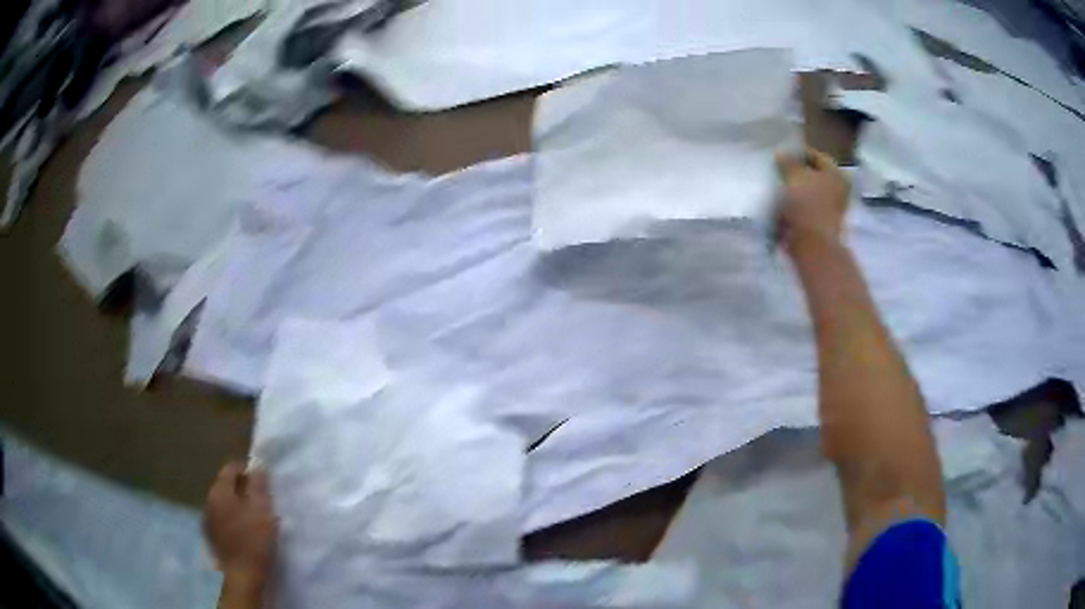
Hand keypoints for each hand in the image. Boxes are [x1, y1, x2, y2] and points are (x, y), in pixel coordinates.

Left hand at [203, 462, 277, 585]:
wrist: (243, 575)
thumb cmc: (254, 540)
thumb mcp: (262, 510)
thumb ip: (258, 485)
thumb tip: (257, 467)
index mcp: (220, 491)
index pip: (230, 468)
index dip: (247, 471)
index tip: (261, 483)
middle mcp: (209, 500)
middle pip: (225, 485)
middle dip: (241, 488)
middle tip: (260, 501)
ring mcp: (208, 519)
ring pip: (223, 502)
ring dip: (236, 504)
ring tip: (253, 517)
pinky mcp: (211, 535)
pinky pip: (221, 518)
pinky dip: (231, 518)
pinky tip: (243, 531)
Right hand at [775, 148, 850, 251]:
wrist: (811, 246)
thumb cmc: (807, 205)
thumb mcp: (794, 175)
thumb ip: (788, 161)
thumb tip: (782, 154)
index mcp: (836, 174)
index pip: (816, 155)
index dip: (798, 153)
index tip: (781, 154)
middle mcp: (838, 190)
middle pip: (813, 175)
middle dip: (795, 173)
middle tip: (777, 169)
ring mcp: (830, 210)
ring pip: (807, 193)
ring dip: (793, 191)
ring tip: (774, 187)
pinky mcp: (820, 226)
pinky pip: (803, 210)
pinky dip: (793, 207)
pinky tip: (778, 205)